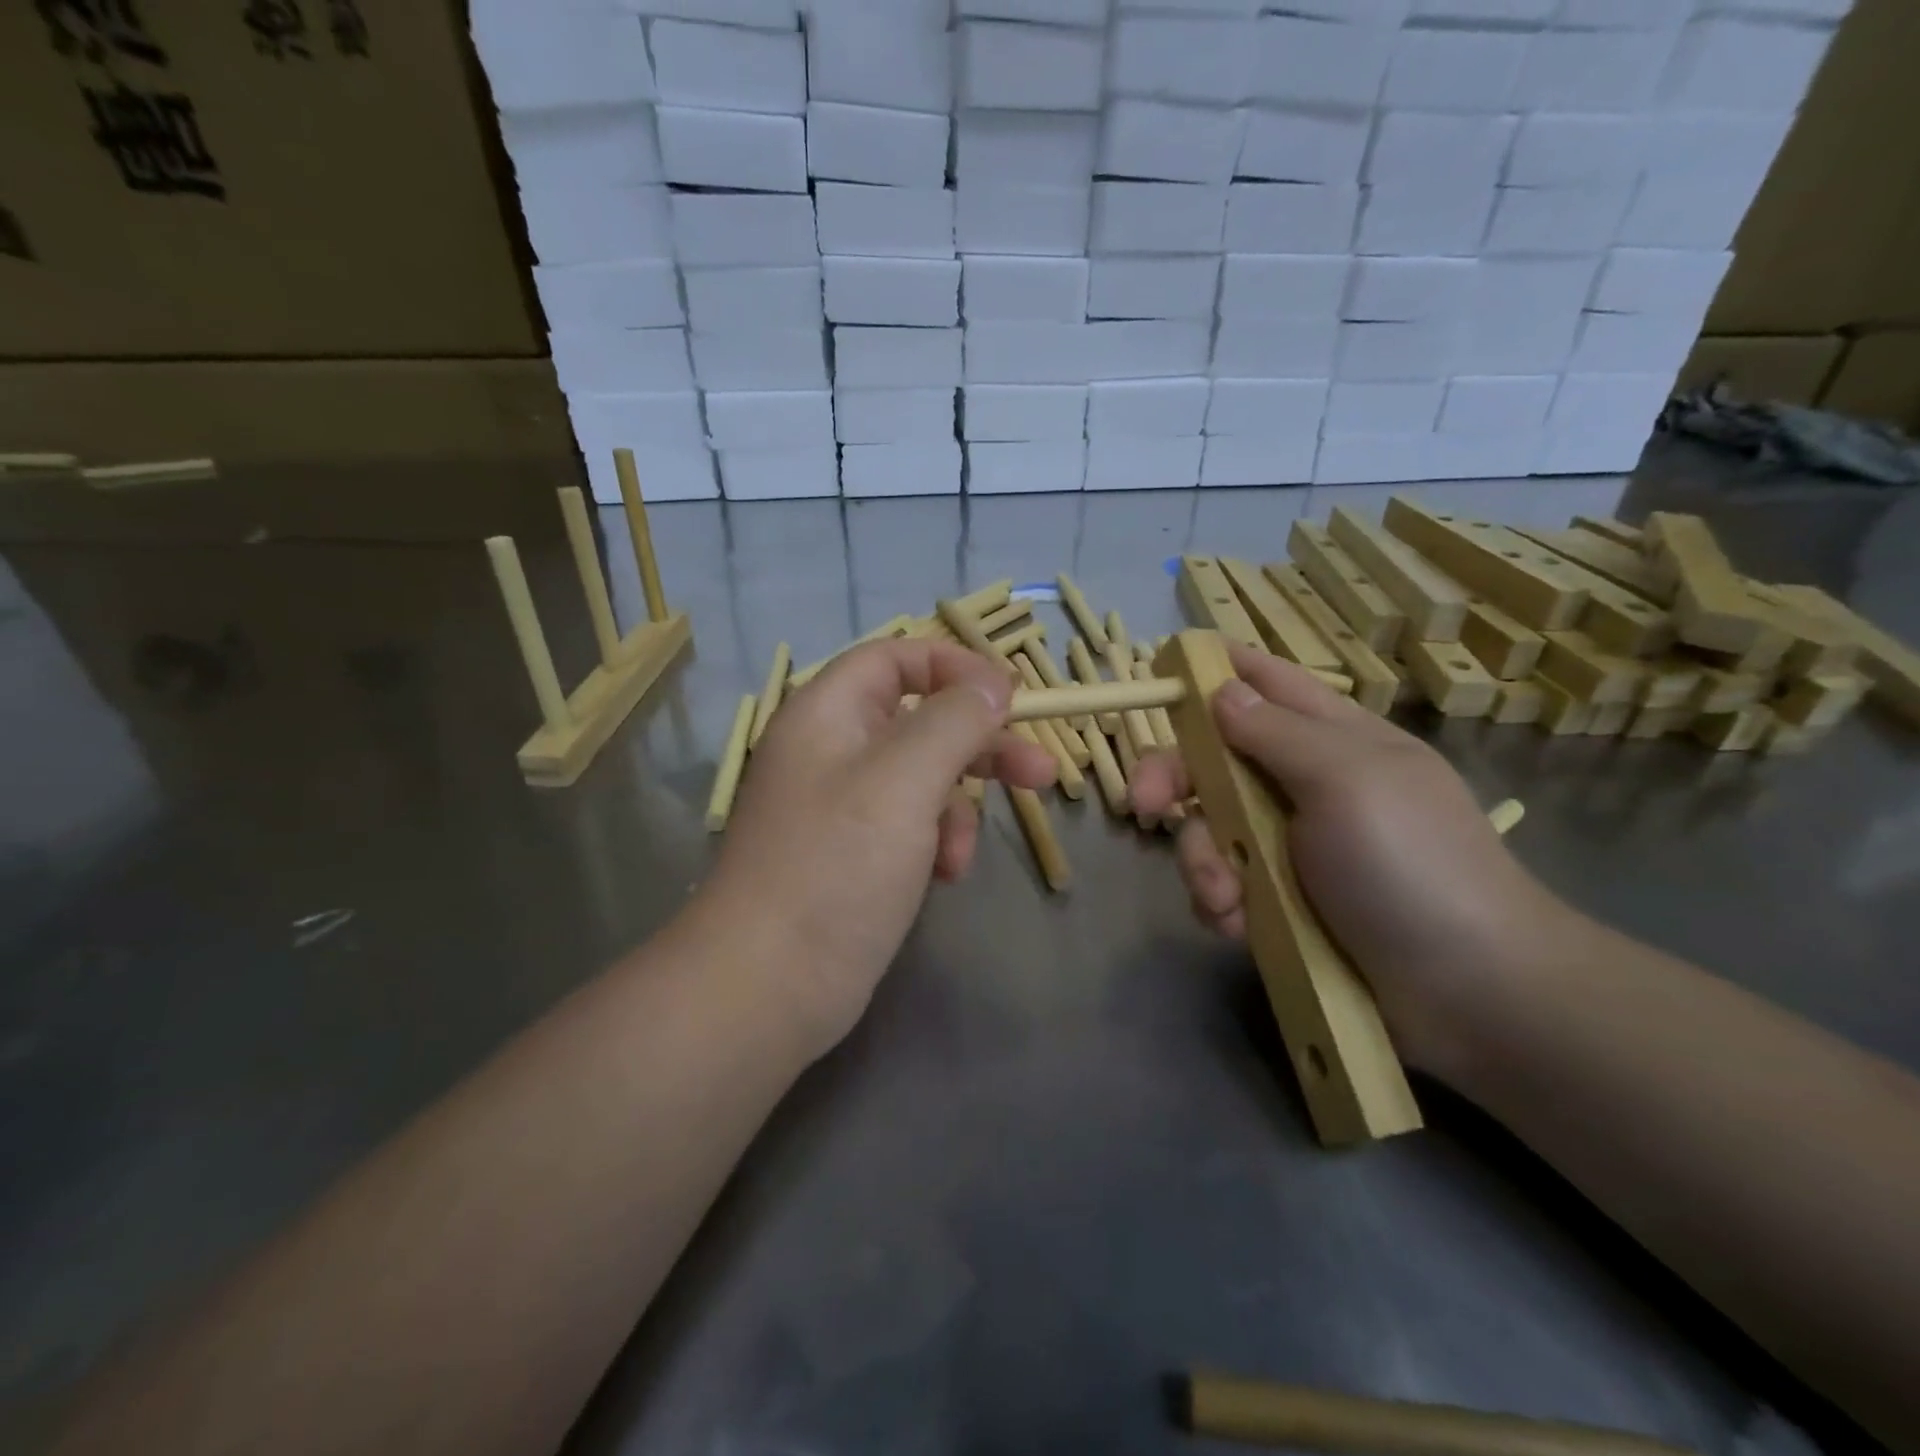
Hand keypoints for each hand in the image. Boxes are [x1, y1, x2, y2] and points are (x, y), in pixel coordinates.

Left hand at [696, 639, 1054, 1049]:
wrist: (767, 986)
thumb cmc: (835, 868)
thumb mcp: (903, 780)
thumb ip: (953, 720)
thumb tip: (992, 684)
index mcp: (827, 713)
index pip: (896, 657)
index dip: (955, 667)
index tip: (1011, 698)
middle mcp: (831, 750)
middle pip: (921, 719)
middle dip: (981, 744)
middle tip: (1041, 771)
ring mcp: (841, 805)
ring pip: (923, 778)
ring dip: (958, 809)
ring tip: (961, 856)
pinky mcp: (853, 855)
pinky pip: (911, 826)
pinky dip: (936, 843)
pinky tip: (943, 877)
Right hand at [1130, 642, 1573, 1071]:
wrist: (1469, 993)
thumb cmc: (1412, 864)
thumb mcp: (1347, 780)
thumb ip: (1277, 732)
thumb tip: (1221, 689)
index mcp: (1331, 739)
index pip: (1265, 683)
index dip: (1214, 672)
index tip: (1160, 674)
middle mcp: (1302, 784)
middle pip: (1213, 759)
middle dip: (1174, 779)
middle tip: (1143, 805)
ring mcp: (1288, 846)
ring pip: (1208, 828)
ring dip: (1201, 861)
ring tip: (1226, 899)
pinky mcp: (1278, 901)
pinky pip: (1221, 884)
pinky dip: (1220, 903)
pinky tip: (1237, 926)